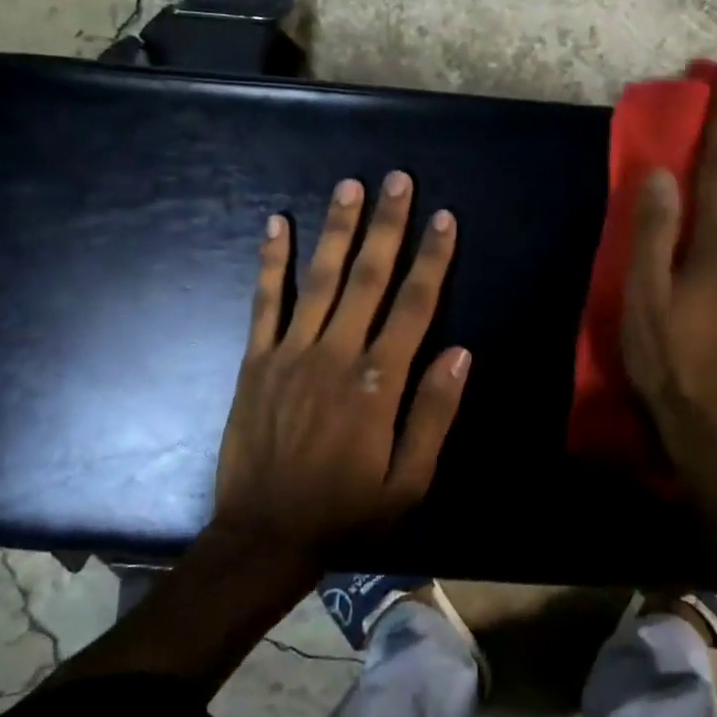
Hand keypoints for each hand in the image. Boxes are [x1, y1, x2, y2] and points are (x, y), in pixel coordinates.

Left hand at [211, 171, 470, 562]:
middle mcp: (336, 354)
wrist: (264, 537)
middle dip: (387, 225)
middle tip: (398, 179)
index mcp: (378, 382)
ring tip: (350, 186)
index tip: (443, 218)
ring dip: (338, 229)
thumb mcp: (408, 481)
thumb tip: (460, 352)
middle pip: (369, 277)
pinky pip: (265, 302)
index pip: (414, 306)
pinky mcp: (256, 360)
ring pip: (320, 278)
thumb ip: (434, 414)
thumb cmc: (346, 512)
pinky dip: (270, 261)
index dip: (431, 258)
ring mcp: (291, 352)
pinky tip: (276, 224)